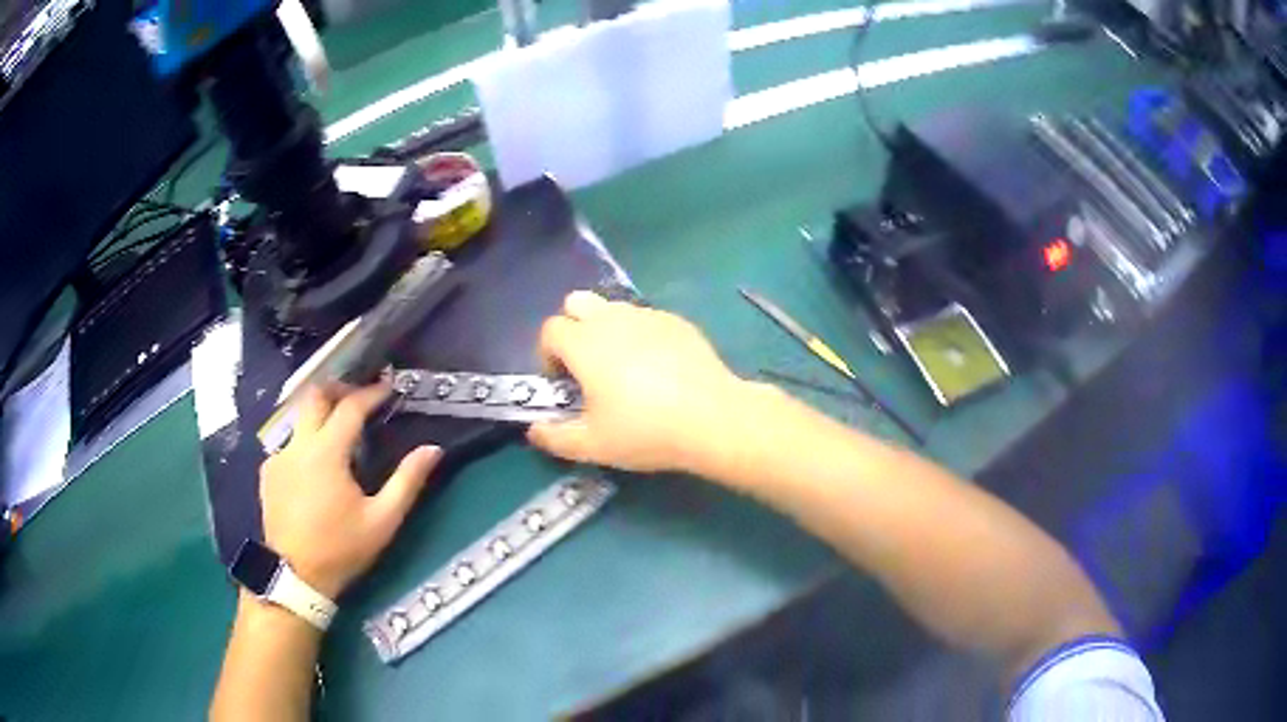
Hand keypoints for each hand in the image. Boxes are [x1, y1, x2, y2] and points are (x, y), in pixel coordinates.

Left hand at [258, 382, 440, 598]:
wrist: (295, 575)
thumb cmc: (342, 548)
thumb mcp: (382, 521)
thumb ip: (407, 481)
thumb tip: (433, 449)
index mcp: (327, 452)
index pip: (350, 407)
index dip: (371, 393)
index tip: (388, 387)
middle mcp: (298, 444)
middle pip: (315, 396)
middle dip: (338, 388)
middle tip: (359, 396)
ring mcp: (279, 456)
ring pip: (299, 417)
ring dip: (320, 413)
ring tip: (338, 428)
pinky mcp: (268, 472)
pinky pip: (288, 443)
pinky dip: (305, 441)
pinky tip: (315, 464)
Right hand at [527, 291, 747, 472]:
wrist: (713, 419)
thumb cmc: (645, 431)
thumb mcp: (593, 446)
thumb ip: (555, 437)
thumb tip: (533, 431)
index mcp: (585, 343)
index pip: (550, 329)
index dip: (548, 355)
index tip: (563, 384)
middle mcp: (612, 319)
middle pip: (577, 303)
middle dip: (573, 328)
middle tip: (587, 366)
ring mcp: (648, 316)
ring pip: (613, 309)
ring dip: (606, 330)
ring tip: (624, 369)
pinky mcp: (677, 322)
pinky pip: (646, 319)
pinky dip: (640, 335)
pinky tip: (659, 369)